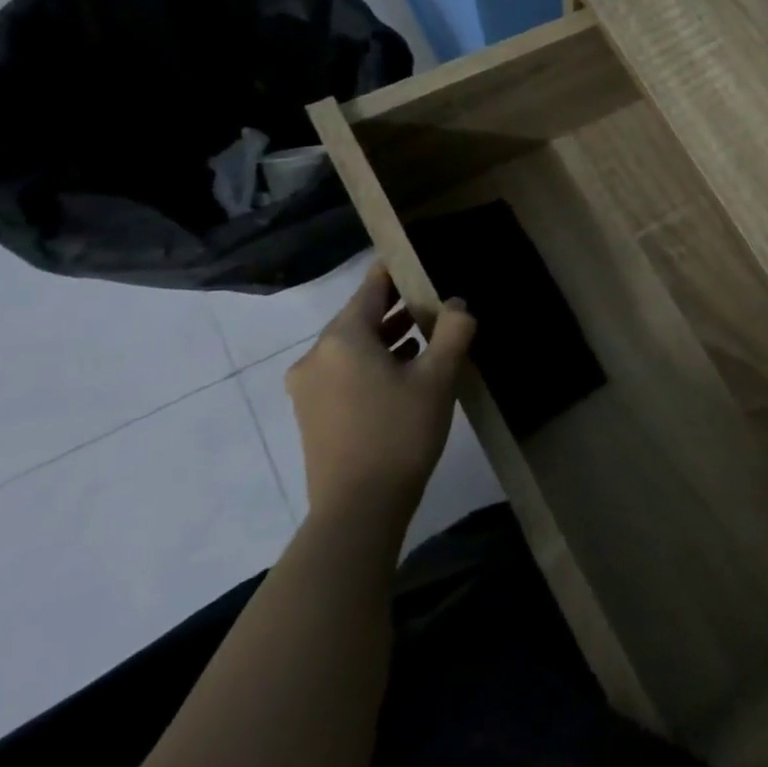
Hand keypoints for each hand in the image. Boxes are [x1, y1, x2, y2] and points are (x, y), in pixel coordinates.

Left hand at [286, 265, 474, 526]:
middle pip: (360, 317)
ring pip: (354, 346)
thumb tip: (458, 303)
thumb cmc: (399, 432)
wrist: (358, 509)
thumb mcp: (438, 377)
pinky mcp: (313, 413)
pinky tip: (407, 369)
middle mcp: (317, 357)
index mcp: (342, 339)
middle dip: (398, 307)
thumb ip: (453, 330)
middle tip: (437, 298)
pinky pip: (346, 370)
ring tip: (430, 333)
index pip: (370, 288)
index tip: (420, 257)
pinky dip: (375, 362)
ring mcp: (309, 388)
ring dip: (388, 337)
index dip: (395, 270)